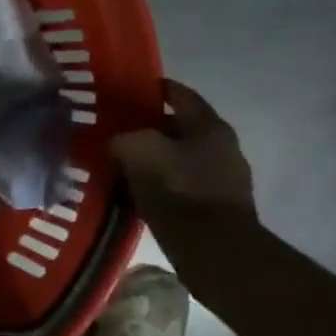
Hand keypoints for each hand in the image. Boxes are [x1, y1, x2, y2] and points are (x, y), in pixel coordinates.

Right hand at [110, 80, 255, 220]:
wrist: (212, 247)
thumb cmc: (179, 190)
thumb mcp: (139, 151)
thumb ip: (123, 137)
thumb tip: (114, 141)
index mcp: (209, 126)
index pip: (179, 94)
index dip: (153, 88)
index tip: (126, 88)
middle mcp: (221, 145)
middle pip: (178, 126)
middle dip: (147, 125)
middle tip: (115, 128)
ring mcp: (220, 176)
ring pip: (177, 155)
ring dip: (152, 155)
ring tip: (120, 159)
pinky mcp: (212, 204)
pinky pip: (178, 182)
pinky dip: (157, 180)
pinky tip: (134, 188)